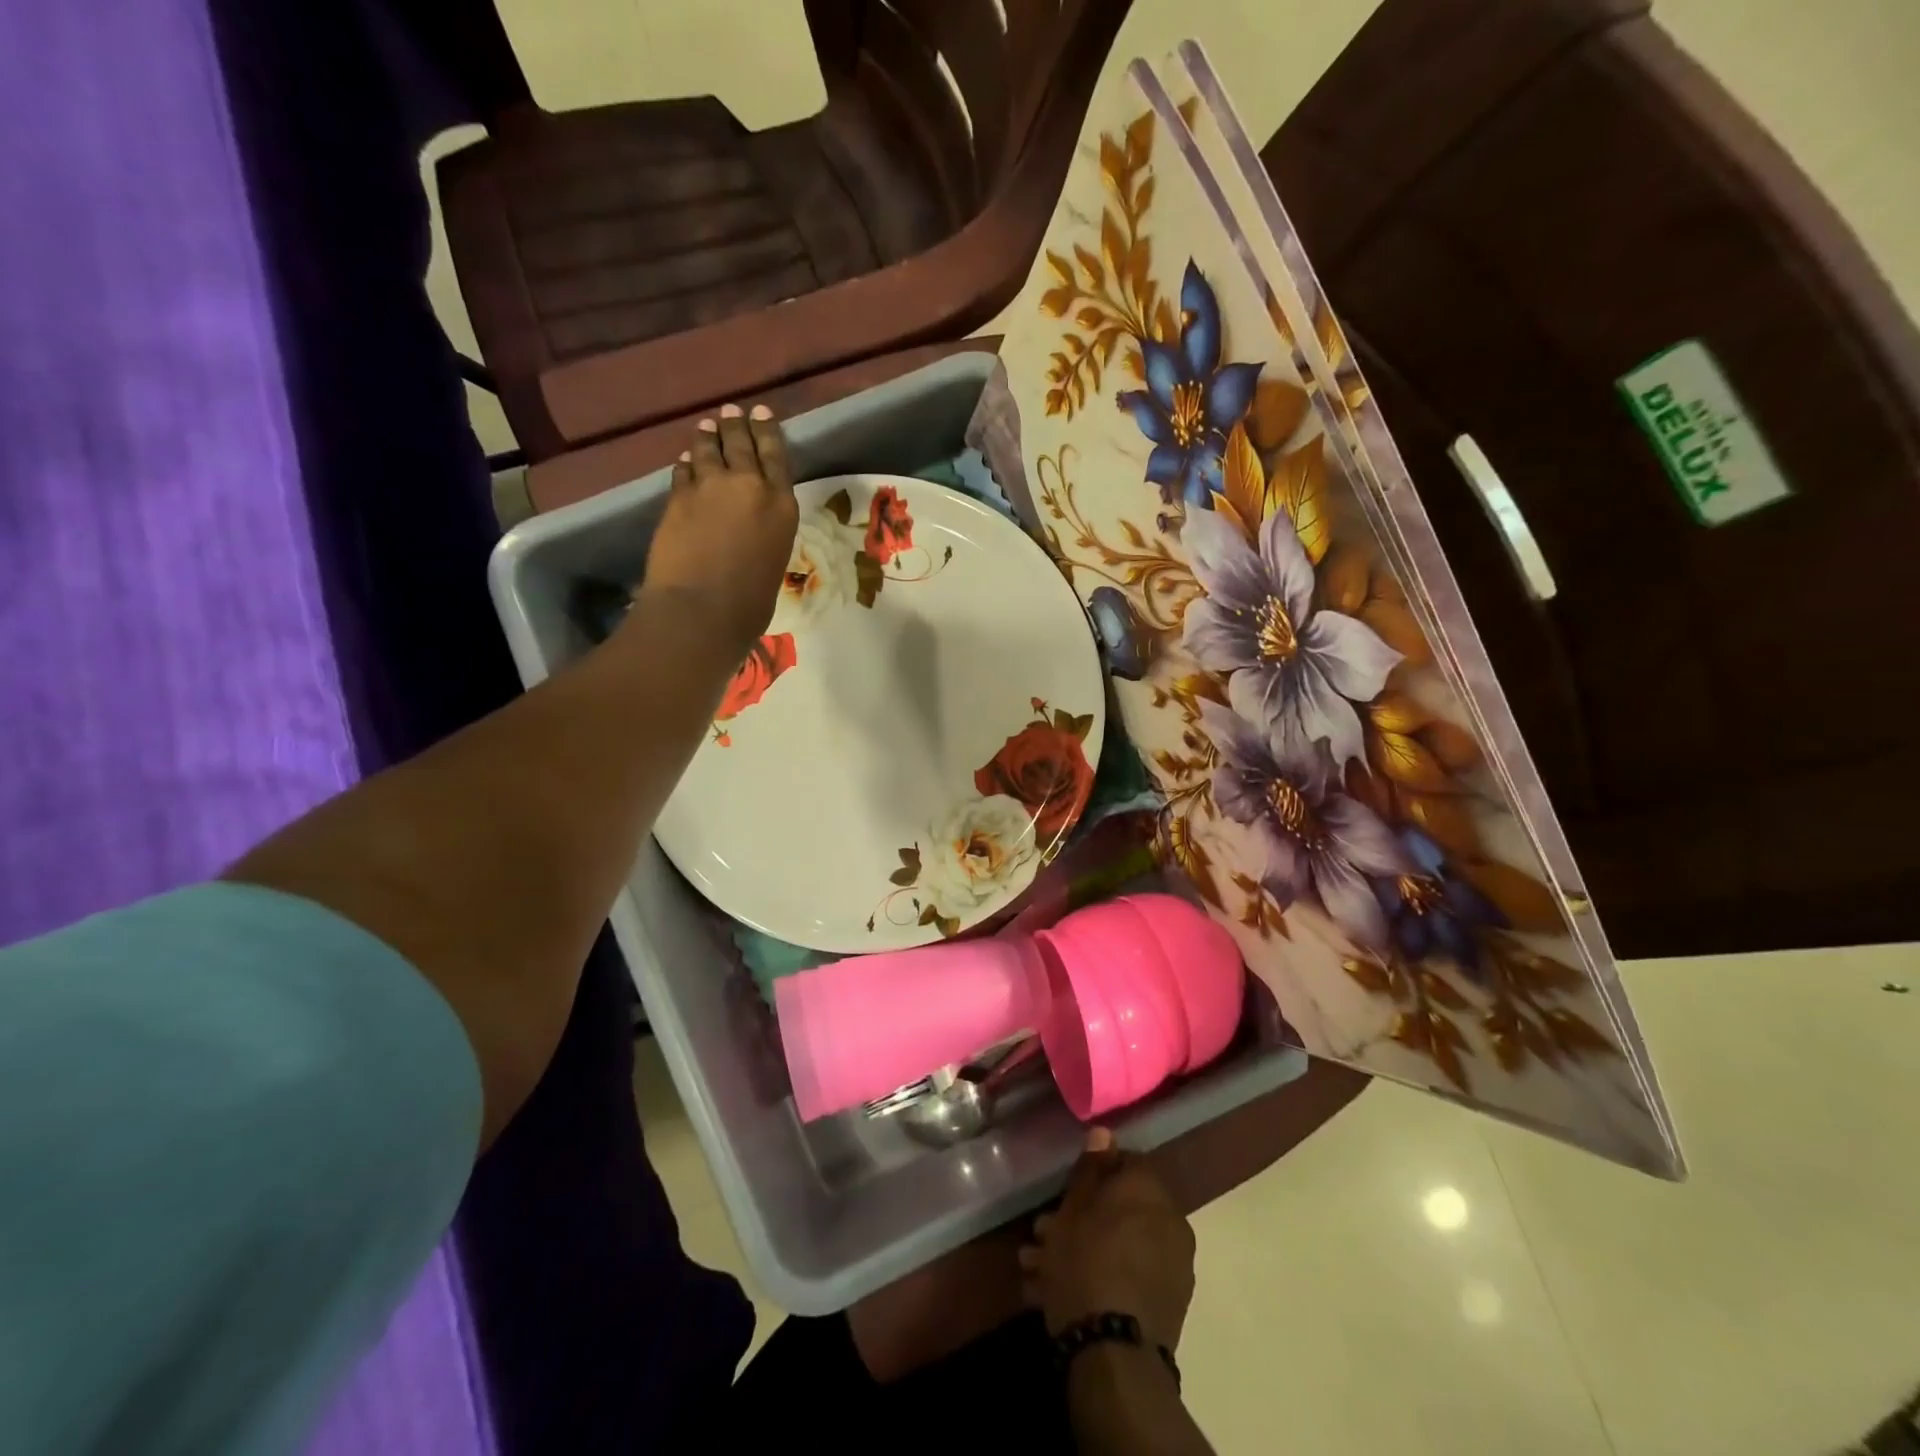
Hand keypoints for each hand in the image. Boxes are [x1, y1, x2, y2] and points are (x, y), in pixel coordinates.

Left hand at [639, 403, 798, 655]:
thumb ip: (765, 534)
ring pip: (707, 450)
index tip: (760, 413)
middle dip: (736, 425)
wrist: (702, 609)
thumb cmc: (751, 603)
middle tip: (732, 411)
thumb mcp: (773, 561)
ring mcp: (709, 488)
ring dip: (707, 437)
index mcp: (782, 506)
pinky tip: (685, 461)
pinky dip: (685, 464)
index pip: (776, 456)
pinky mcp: (677, 497)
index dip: (767, 431)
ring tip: (707, 427)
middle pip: (740, 444)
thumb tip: (749, 528)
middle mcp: (748, 486)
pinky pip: (682, 471)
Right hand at [1020, 1128, 1196, 1351]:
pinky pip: (1128, 1276)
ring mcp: (1173, 1267)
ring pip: (1119, 1244)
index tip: (1064, 1190)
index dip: (1091, 1172)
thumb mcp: (1074, 1208)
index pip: (1124, 1161)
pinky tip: (1057, 1293)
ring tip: (1037, 1269)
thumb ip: (1091, 1168)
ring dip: (1081, 1250)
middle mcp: (1171, 1222)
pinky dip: (1099, 1277)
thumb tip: (1104, 1133)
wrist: (1114, 1355)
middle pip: (1119, 1207)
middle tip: (1042, 1233)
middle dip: (1078, 1218)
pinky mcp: (1167, 1306)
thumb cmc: (1085, 1263)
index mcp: (1150, 1191)